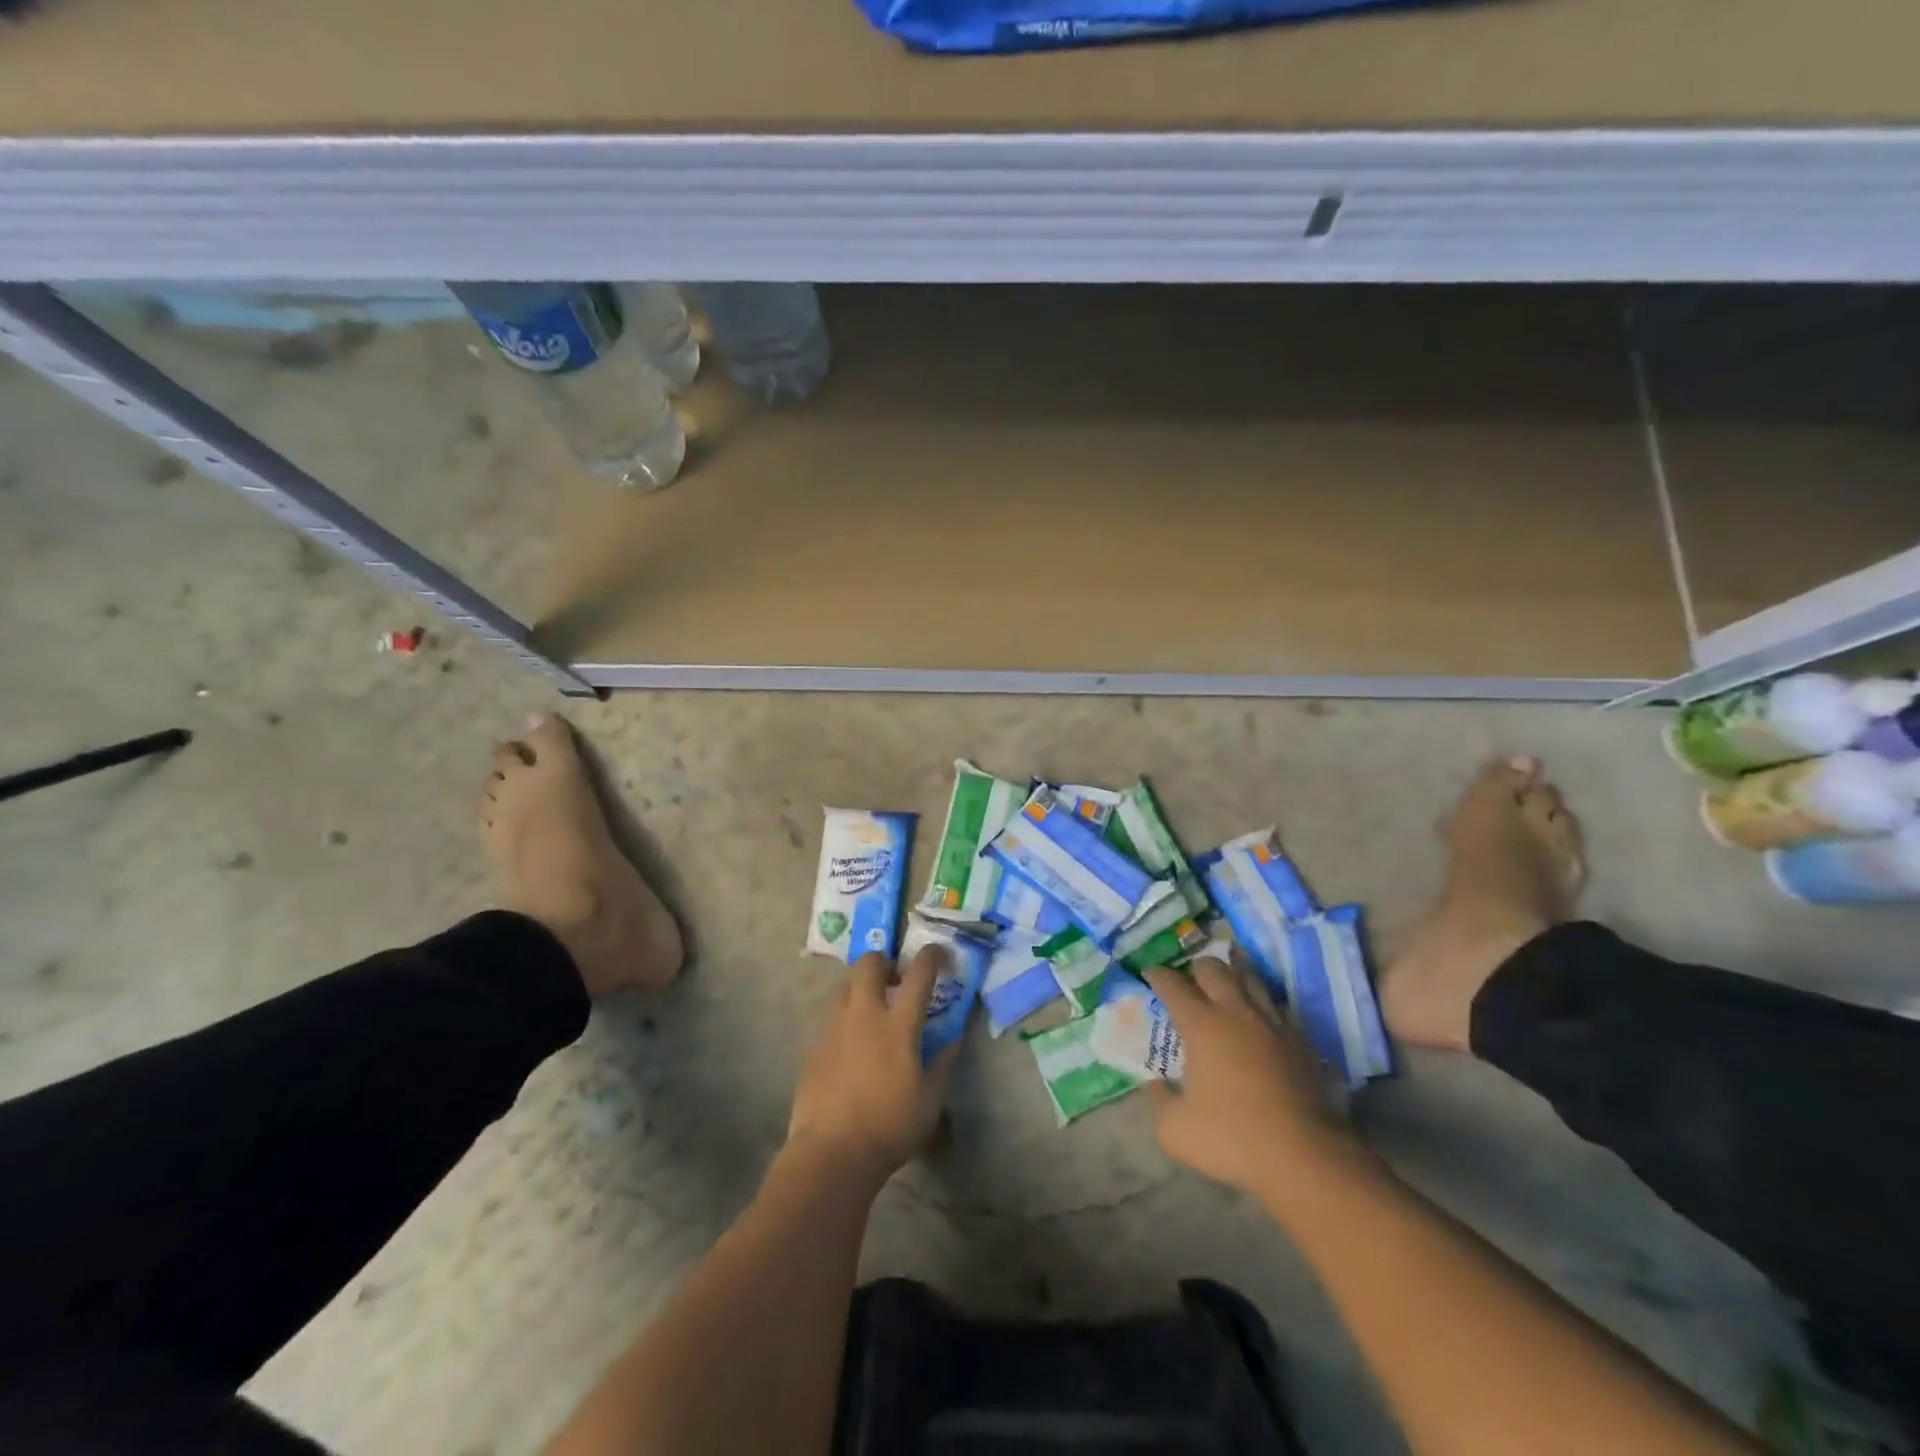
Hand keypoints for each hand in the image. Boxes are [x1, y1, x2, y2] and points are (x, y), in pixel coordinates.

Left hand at [788, 945, 958, 1186]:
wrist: (831, 1152)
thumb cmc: (889, 1127)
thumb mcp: (929, 1101)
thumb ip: (942, 1064)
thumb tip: (952, 1040)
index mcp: (898, 1025)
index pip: (919, 975)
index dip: (931, 957)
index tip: (938, 953)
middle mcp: (864, 1015)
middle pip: (869, 963)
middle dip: (884, 961)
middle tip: (895, 980)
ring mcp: (834, 1027)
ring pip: (845, 986)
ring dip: (861, 987)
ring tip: (871, 1010)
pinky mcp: (814, 1046)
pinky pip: (831, 1017)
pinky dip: (845, 1018)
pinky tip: (851, 1045)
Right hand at [1145, 959, 1351, 1195]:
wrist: (1304, 1157)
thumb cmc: (1232, 1138)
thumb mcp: (1175, 1130)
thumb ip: (1160, 1101)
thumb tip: (1156, 1084)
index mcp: (1201, 1025)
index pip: (1173, 985)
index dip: (1158, 975)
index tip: (1150, 973)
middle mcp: (1236, 1013)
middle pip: (1214, 969)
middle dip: (1196, 969)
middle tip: (1189, 980)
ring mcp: (1272, 1024)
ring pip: (1250, 980)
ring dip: (1233, 977)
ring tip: (1225, 986)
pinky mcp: (1301, 1041)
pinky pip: (1277, 1008)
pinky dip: (1262, 1006)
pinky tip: (1259, 1020)